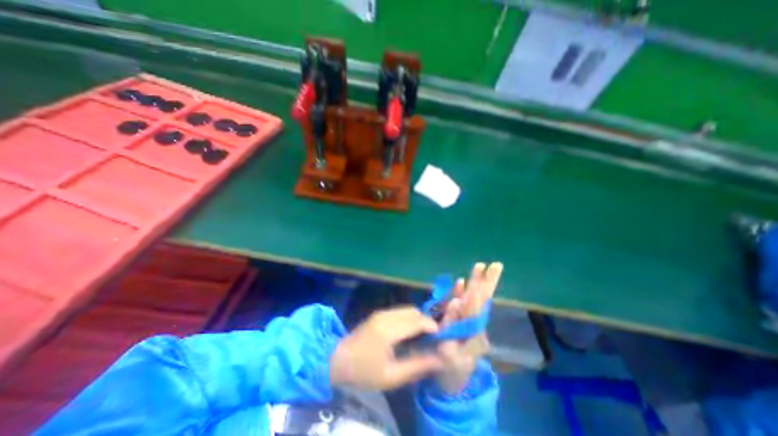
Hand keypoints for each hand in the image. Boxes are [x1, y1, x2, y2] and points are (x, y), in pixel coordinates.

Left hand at [328, 304, 443, 390]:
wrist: (337, 360)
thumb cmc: (364, 372)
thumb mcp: (391, 376)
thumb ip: (416, 366)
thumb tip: (439, 359)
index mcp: (388, 330)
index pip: (416, 321)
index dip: (431, 325)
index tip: (441, 336)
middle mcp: (386, 316)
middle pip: (413, 311)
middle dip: (426, 321)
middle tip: (432, 337)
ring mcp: (381, 312)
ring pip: (407, 309)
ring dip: (417, 319)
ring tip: (422, 335)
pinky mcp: (379, 313)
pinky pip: (400, 311)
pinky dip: (409, 318)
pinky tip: (409, 331)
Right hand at [436, 262, 500, 395]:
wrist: (451, 381)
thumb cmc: (448, 369)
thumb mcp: (447, 354)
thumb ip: (451, 328)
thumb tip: (455, 302)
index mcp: (474, 333)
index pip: (477, 307)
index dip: (478, 290)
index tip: (483, 274)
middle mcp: (475, 326)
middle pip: (482, 301)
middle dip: (486, 282)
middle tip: (496, 265)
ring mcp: (469, 324)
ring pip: (475, 301)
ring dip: (478, 283)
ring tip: (481, 267)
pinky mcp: (463, 323)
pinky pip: (464, 305)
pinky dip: (463, 292)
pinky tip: (461, 282)